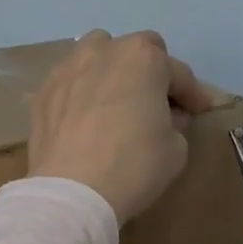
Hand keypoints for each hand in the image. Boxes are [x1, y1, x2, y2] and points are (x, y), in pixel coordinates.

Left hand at [28, 30, 214, 221]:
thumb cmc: (133, 166)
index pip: (178, 72)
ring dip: (112, 72)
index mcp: (143, 58)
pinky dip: (83, 92)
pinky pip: (72, 83)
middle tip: (156, 104)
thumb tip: (164, 116)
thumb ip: (175, 123)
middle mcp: (103, 51)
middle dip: (150, 74)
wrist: (71, 192)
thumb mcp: (176, 149)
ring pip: (97, 57)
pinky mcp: (43, 91)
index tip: (198, 112)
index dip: (192, 94)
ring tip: (117, 102)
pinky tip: (87, 117)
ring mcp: (68, 68)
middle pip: (135, 52)